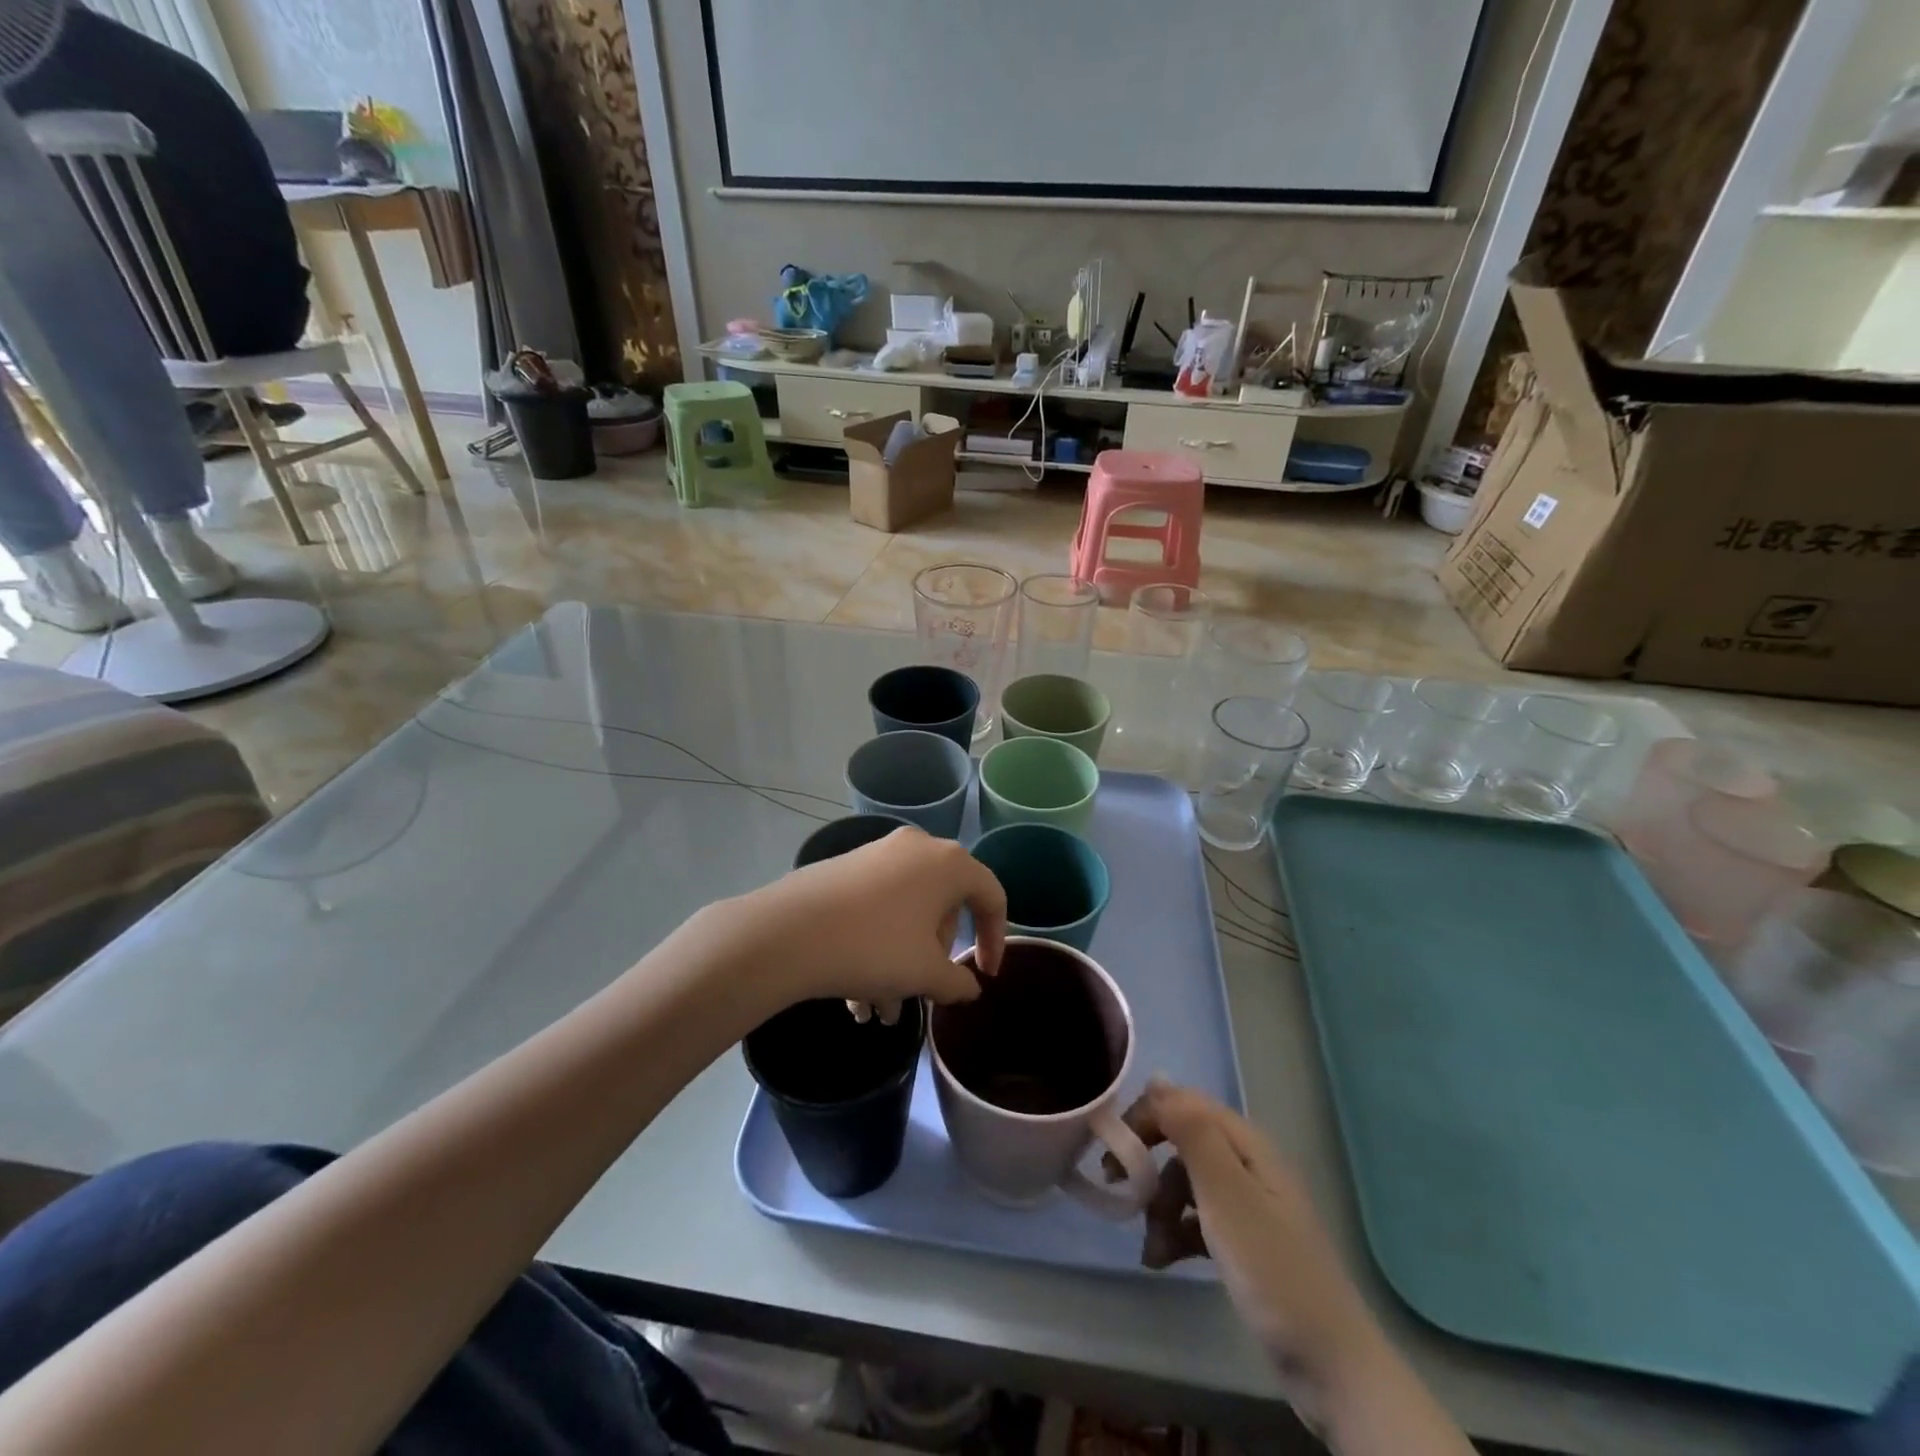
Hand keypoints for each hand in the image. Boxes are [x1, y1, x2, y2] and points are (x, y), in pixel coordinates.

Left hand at [731, 827, 1005, 1015]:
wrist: (788, 933)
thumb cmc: (874, 948)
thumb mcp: (926, 974)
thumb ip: (959, 982)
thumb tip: (969, 987)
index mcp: (949, 863)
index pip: (991, 896)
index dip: (995, 938)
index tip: (984, 974)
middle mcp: (917, 848)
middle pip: (943, 907)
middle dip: (933, 958)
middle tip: (919, 995)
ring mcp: (878, 854)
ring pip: (905, 913)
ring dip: (900, 963)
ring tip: (877, 1011)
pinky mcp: (845, 867)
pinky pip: (877, 907)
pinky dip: (875, 946)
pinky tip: (854, 993)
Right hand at [1119, 1084, 1473, 1454]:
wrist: (1330, 1364)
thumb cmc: (1272, 1268)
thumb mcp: (1226, 1194)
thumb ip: (1192, 1132)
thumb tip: (1157, 1077)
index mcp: (1247, 1144)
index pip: (1185, 1103)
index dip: (1147, 1116)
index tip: (1115, 1146)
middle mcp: (1247, 1164)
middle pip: (1183, 1141)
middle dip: (1147, 1162)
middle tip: (1116, 1184)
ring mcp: (1248, 1205)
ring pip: (1185, 1183)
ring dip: (1159, 1207)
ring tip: (1150, 1247)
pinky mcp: (1245, 1243)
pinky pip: (1198, 1220)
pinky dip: (1176, 1233)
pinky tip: (1160, 1260)